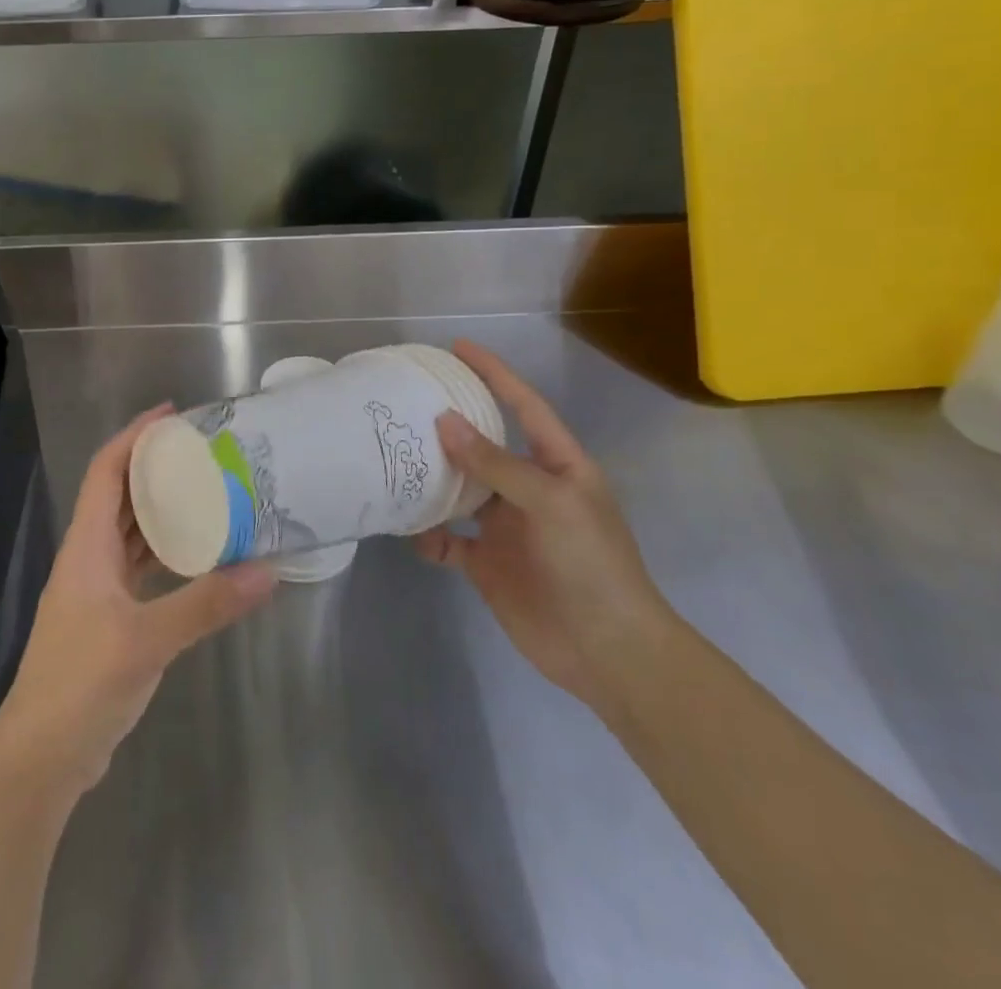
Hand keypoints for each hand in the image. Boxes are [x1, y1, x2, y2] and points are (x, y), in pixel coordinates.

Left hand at [0, 406, 277, 796]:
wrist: (41, 757)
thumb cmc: (82, 683)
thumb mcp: (148, 640)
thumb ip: (206, 603)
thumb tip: (268, 570)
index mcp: (87, 545)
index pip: (107, 471)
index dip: (134, 436)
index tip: (172, 415)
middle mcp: (89, 557)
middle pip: (120, 496)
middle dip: (155, 468)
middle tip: (204, 452)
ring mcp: (97, 590)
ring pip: (131, 533)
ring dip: (162, 511)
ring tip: (208, 492)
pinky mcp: (109, 619)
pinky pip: (140, 569)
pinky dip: (167, 555)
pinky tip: (199, 556)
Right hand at [413, 341, 676, 710]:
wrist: (607, 653)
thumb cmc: (592, 565)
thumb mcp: (551, 503)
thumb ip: (496, 464)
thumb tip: (445, 422)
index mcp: (557, 465)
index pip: (523, 405)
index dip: (494, 374)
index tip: (458, 348)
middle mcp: (528, 488)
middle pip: (481, 445)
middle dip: (448, 424)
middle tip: (404, 403)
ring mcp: (505, 526)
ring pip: (458, 489)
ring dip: (430, 478)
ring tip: (392, 459)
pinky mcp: (485, 562)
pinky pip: (446, 539)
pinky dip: (427, 534)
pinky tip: (412, 532)